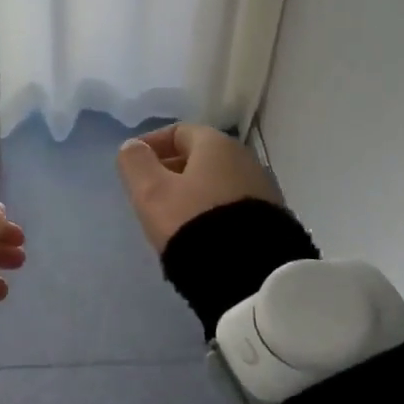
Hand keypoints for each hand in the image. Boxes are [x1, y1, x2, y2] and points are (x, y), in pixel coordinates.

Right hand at [116, 123, 282, 253]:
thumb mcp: (152, 192)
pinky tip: (199, 232)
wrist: (249, 271)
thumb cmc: (192, 220)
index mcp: (217, 144)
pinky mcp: (271, 219)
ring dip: (191, 192)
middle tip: (149, 192)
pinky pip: (231, 205)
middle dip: (171, 169)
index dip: (151, 144)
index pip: (178, 132)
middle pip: (200, 156)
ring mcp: (262, 189)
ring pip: (216, 182)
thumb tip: (132, 147)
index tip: (133, 165)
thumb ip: (136, 163)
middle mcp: (245, 159)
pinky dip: (210, 209)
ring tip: (171, 216)